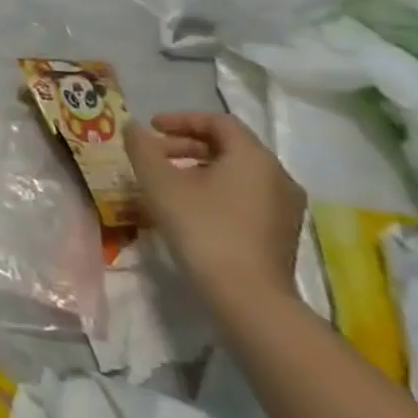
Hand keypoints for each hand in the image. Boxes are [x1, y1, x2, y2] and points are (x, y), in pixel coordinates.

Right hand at [124, 111, 304, 305]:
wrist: (249, 299)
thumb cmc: (203, 229)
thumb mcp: (160, 183)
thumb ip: (142, 148)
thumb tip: (132, 127)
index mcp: (253, 157)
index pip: (218, 122)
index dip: (181, 119)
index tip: (151, 127)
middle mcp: (278, 176)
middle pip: (228, 147)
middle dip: (187, 145)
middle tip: (154, 155)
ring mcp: (285, 207)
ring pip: (237, 173)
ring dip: (199, 168)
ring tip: (168, 182)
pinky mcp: (282, 233)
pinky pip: (246, 196)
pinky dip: (216, 190)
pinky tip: (191, 208)